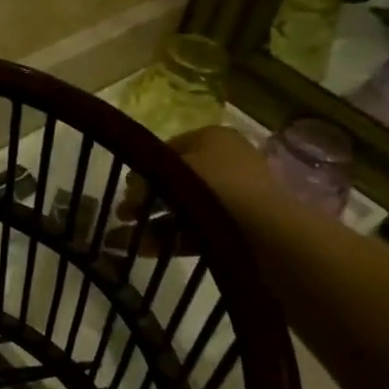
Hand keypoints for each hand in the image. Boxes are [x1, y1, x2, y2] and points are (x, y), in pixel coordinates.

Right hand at [109, 126, 278, 255]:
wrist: (266, 230)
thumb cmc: (216, 185)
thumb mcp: (171, 170)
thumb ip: (147, 175)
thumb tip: (132, 187)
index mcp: (214, 138)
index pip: (169, 147)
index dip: (144, 165)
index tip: (125, 186)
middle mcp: (227, 162)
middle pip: (176, 179)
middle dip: (146, 198)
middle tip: (122, 213)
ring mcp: (235, 197)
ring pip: (184, 208)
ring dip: (153, 223)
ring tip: (124, 239)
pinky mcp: (238, 229)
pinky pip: (197, 230)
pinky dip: (171, 239)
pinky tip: (145, 250)